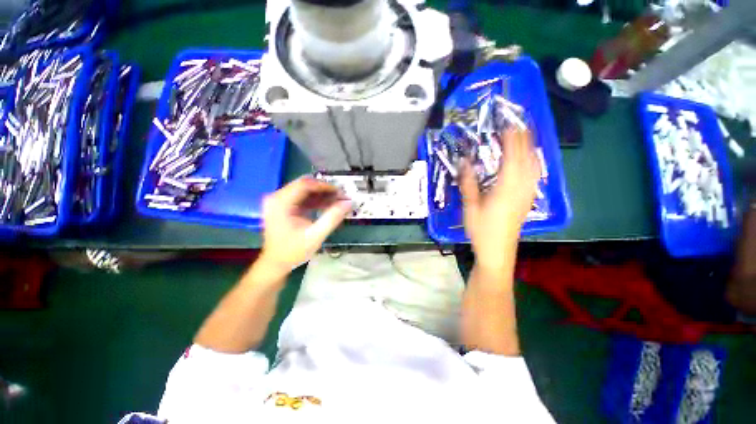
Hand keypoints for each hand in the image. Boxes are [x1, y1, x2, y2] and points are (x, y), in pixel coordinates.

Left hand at [259, 177, 351, 271]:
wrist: (275, 264)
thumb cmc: (293, 251)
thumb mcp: (315, 235)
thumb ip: (333, 217)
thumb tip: (348, 203)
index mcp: (280, 202)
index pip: (305, 185)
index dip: (324, 186)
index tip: (340, 191)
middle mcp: (277, 198)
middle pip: (304, 185)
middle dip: (324, 190)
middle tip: (341, 196)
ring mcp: (279, 201)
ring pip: (304, 191)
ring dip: (321, 195)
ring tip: (338, 201)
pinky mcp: (283, 206)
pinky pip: (302, 198)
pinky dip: (315, 201)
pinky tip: (328, 205)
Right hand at [459, 128, 540, 271]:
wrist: (497, 251)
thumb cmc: (481, 230)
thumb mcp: (470, 207)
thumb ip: (468, 183)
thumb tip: (464, 162)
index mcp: (506, 188)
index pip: (511, 157)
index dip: (511, 140)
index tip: (509, 124)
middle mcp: (521, 188)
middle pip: (526, 158)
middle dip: (523, 139)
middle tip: (519, 123)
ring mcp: (527, 194)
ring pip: (534, 166)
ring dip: (531, 148)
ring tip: (527, 135)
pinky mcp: (528, 200)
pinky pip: (535, 175)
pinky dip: (534, 162)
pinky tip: (532, 160)